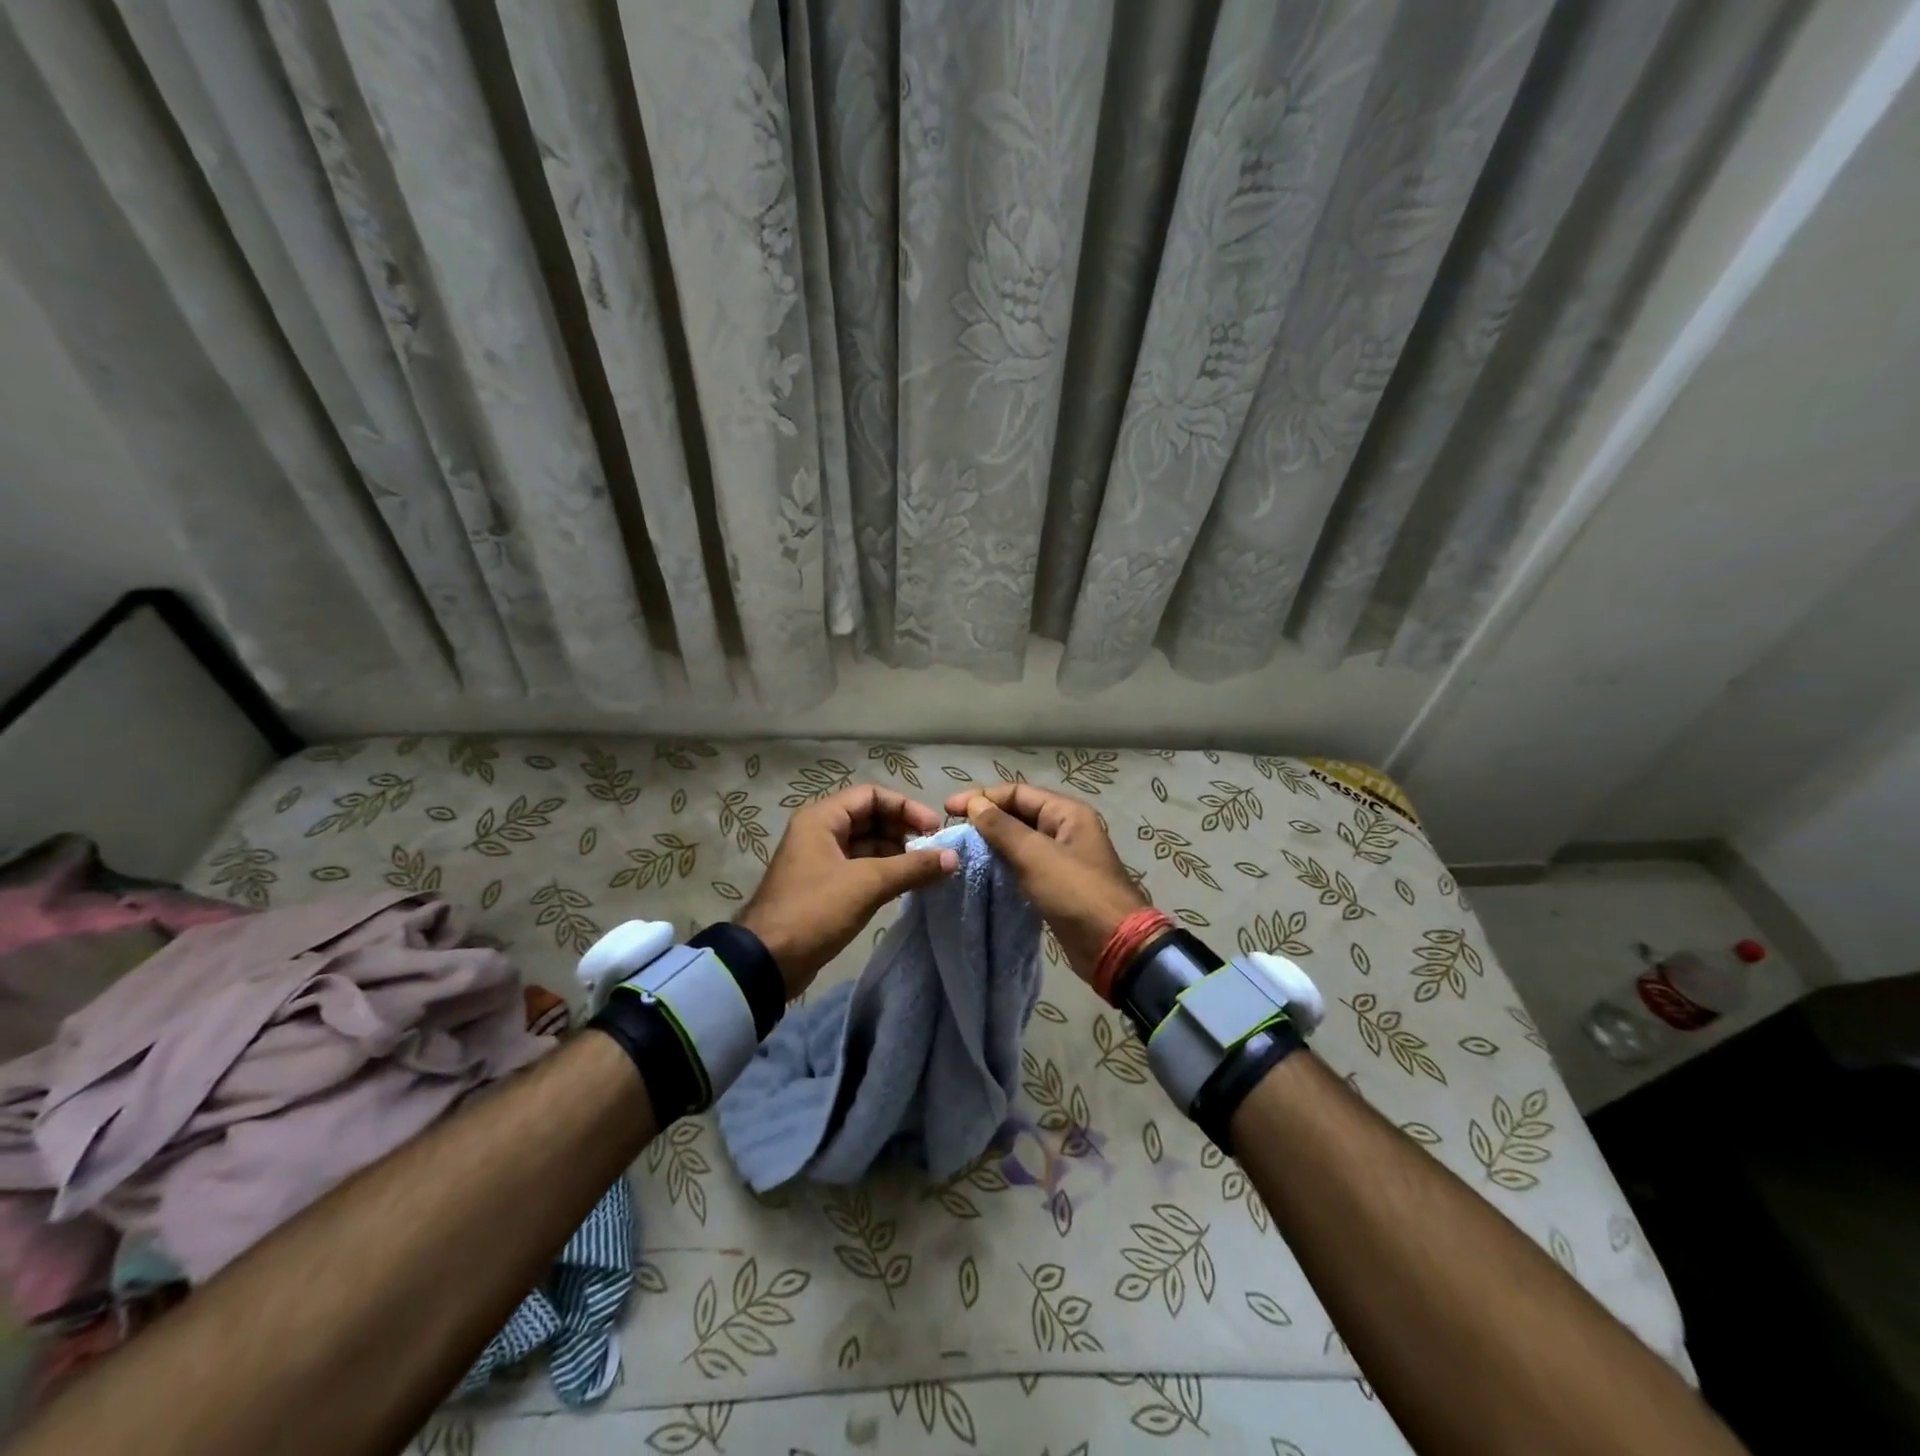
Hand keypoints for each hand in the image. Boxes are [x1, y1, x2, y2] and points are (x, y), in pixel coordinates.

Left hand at [738, 784, 956, 995]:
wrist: (768, 962)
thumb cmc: (815, 910)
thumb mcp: (867, 884)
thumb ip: (912, 867)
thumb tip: (953, 857)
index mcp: (822, 819)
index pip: (872, 795)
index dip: (905, 807)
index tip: (933, 829)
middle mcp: (820, 832)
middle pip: (870, 818)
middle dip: (903, 831)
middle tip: (933, 851)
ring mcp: (821, 860)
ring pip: (867, 845)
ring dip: (896, 853)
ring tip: (925, 870)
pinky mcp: (825, 886)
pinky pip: (860, 868)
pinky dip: (884, 872)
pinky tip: (907, 885)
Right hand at [945, 783, 1145, 984]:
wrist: (1113, 946)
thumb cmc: (1076, 892)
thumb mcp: (1036, 856)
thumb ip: (1003, 828)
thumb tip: (975, 805)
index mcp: (1067, 813)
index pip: (1017, 793)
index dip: (982, 797)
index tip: (948, 809)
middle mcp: (1065, 829)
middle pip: (1018, 814)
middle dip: (986, 818)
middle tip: (951, 829)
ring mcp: (1061, 857)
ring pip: (1019, 840)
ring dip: (992, 842)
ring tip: (961, 848)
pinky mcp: (1055, 883)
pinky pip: (1024, 864)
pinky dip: (1003, 864)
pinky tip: (981, 871)